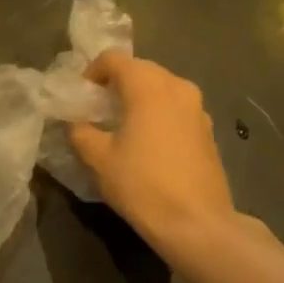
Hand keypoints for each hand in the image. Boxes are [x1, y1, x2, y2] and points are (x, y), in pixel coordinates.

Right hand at [69, 51, 236, 254]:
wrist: (198, 224)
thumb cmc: (143, 184)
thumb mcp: (99, 159)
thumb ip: (80, 132)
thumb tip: (75, 122)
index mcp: (148, 86)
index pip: (114, 59)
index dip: (92, 72)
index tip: (82, 97)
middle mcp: (177, 86)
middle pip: (140, 69)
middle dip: (116, 84)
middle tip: (98, 111)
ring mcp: (198, 108)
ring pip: (161, 88)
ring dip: (139, 98)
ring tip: (123, 127)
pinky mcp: (208, 130)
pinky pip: (176, 108)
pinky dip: (159, 114)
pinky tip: (149, 144)